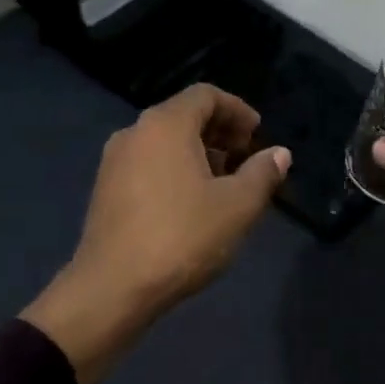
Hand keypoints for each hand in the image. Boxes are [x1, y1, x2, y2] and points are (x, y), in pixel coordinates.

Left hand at [23, 84, 289, 383]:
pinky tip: (191, 203)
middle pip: (183, 115)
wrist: (113, 288)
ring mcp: (114, 161)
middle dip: (219, 132)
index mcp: (165, 124)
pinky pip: (147, 163)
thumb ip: (262, 173)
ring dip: (198, 153)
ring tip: (224, 183)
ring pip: (164, 142)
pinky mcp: (105, 190)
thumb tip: (279, 153)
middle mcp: (135, 132)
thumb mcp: (237, 206)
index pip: (206, 95)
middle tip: (246, 157)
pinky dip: (174, 169)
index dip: (237, 110)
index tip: (257, 134)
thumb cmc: (182, 237)